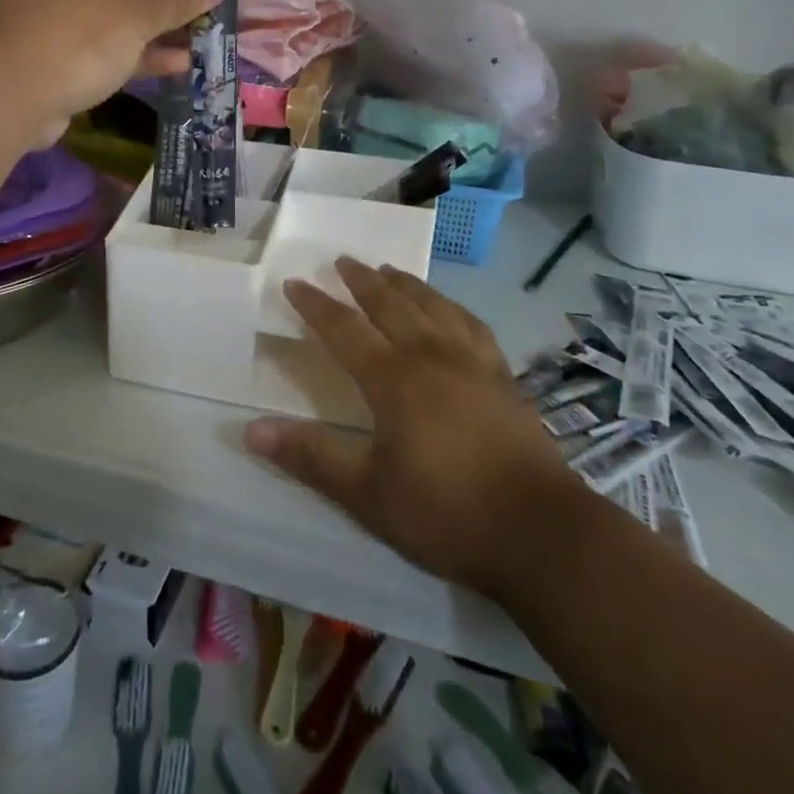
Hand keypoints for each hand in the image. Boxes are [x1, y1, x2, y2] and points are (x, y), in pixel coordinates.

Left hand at [0, 0, 226, 145]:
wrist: (0, 98)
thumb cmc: (71, 34)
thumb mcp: (134, 10)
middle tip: (216, 4)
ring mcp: (58, 7)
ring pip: (122, 5)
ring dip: (164, 21)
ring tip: (208, 36)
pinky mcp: (59, 48)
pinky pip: (109, 39)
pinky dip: (142, 49)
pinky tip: (181, 63)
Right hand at [244, 259, 579, 595]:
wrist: (542, 533)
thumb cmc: (446, 513)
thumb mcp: (367, 493)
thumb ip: (311, 456)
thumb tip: (251, 429)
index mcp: (394, 379)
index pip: (344, 328)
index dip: (316, 305)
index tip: (294, 283)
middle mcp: (431, 356)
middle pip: (390, 304)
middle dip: (361, 280)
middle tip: (342, 260)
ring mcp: (473, 362)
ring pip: (432, 306)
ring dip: (406, 284)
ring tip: (389, 271)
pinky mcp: (503, 376)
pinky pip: (471, 324)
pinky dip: (451, 307)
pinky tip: (449, 310)